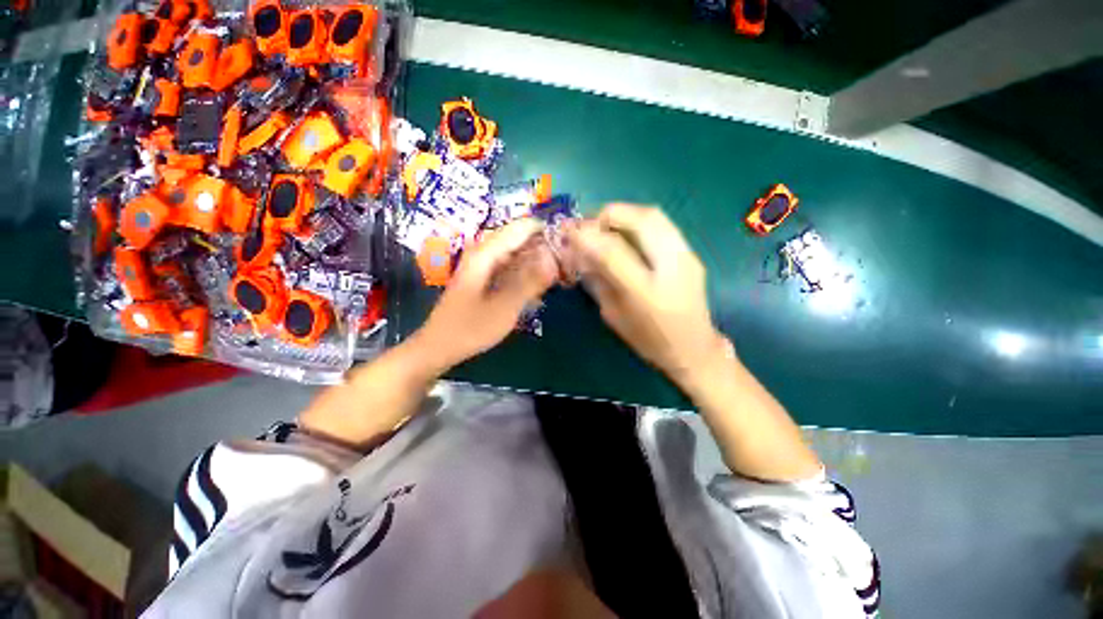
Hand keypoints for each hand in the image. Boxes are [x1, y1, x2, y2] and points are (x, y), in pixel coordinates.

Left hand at [413, 219, 558, 370]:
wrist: (439, 346)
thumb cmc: (469, 329)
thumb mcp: (504, 308)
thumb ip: (530, 283)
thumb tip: (554, 259)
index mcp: (486, 254)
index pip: (521, 228)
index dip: (546, 231)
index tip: (568, 243)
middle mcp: (484, 254)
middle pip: (519, 239)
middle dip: (544, 247)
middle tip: (567, 263)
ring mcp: (484, 266)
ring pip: (516, 254)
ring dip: (537, 261)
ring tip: (559, 273)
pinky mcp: (485, 279)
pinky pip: (511, 268)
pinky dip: (526, 274)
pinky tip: (539, 287)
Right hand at [565, 204, 727, 386]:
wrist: (694, 348)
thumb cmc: (648, 340)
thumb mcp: (613, 315)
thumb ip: (597, 281)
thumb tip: (577, 253)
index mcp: (647, 293)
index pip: (613, 252)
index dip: (588, 236)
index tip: (569, 231)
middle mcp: (672, 268)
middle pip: (642, 219)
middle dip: (610, 214)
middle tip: (590, 223)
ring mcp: (687, 257)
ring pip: (655, 215)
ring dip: (625, 213)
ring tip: (605, 224)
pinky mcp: (692, 253)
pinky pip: (662, 224)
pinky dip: (638, 220)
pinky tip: (626, 232)